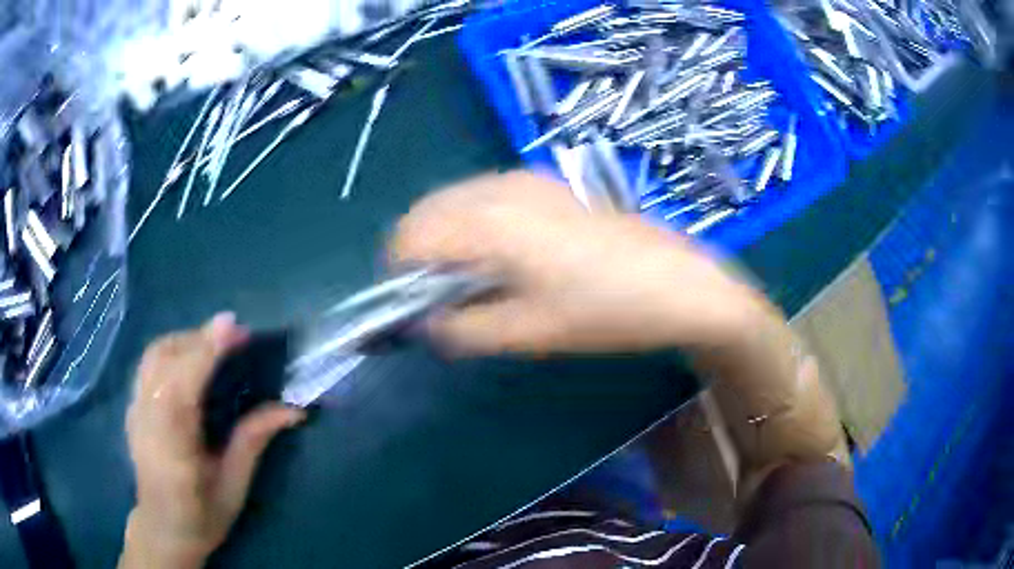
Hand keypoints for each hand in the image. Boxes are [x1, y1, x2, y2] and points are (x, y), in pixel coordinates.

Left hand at [120, 314, 304, 568]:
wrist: (163, 528)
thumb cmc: (202, 515)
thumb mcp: (234, 486)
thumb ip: (254, 441)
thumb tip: (292, 409)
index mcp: (172, 445)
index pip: (183, 385)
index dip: (205, 351)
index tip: (233, 326)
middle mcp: (146, 419)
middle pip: (164, 358)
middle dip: (199, 338)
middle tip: (236, 337)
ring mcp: (134, 409)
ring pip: (153, 355)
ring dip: (185, 340)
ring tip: (215, 344)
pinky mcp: (132, 406)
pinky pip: (149, 364)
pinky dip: (171, 350)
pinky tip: (190, 361)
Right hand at [391, 170, 765, 354]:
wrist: (679, 282)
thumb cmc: (605, 311)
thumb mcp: (528, 333)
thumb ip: (462, 329)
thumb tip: (424, 324)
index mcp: (488, 221)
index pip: (408, 238)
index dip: (397, 276)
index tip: (411, 309)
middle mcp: (499, 187)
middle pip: (426, 212)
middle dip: (417, 254)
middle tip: (438, 298)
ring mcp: (526, 179)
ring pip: (454, 200)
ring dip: (444, 237)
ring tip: (470, 280)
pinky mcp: (547, 183)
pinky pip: (485, 196)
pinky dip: (472, 223)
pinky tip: (501, 255)